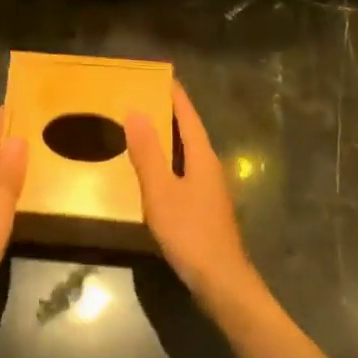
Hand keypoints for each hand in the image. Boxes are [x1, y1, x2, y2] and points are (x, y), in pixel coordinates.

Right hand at [125, 83, 258, 307]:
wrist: (221, 282)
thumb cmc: (190, 233)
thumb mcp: (161, 191)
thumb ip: (147, 152)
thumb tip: (136, 110)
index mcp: (202, 157)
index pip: (188, 116)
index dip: (175, 96)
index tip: (161, 75)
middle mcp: (210, 167)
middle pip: (189, 132)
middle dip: (170, 114)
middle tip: (143, 97)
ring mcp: (210, 190)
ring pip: (188, 153)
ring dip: (168, 138)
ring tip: (142, 128)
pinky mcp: (205, 209)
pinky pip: (185, 172)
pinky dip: (169, 162)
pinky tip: (153, 172)